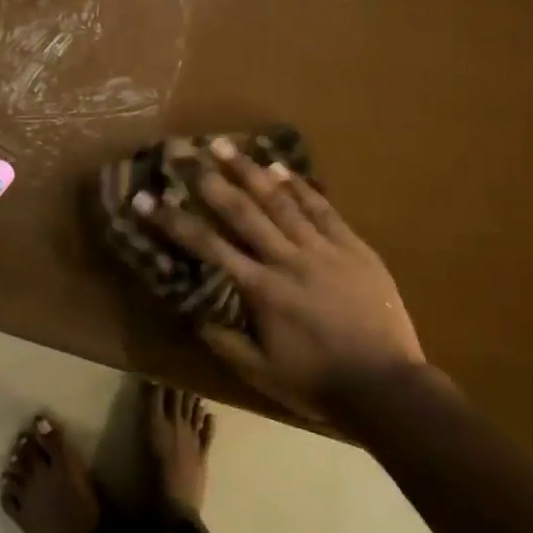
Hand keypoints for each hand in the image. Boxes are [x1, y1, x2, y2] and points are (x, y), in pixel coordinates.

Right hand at [137, 139, 441, 427]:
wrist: (387, 387)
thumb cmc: (318, 384)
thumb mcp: (260, 373)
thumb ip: (223, 340)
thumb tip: (191, 311)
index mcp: (261, 290)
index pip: (207, 247)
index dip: (173, 221)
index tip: (146, 200)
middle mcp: (287, 260)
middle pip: (243, 212)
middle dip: (211, 181)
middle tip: (186, 154)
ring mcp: (323, 250)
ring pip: (281, 201)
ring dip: (250, 170)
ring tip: (226, 145)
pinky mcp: (353, 247)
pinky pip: (323, 209)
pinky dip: (301, 186)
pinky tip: (282, 168)